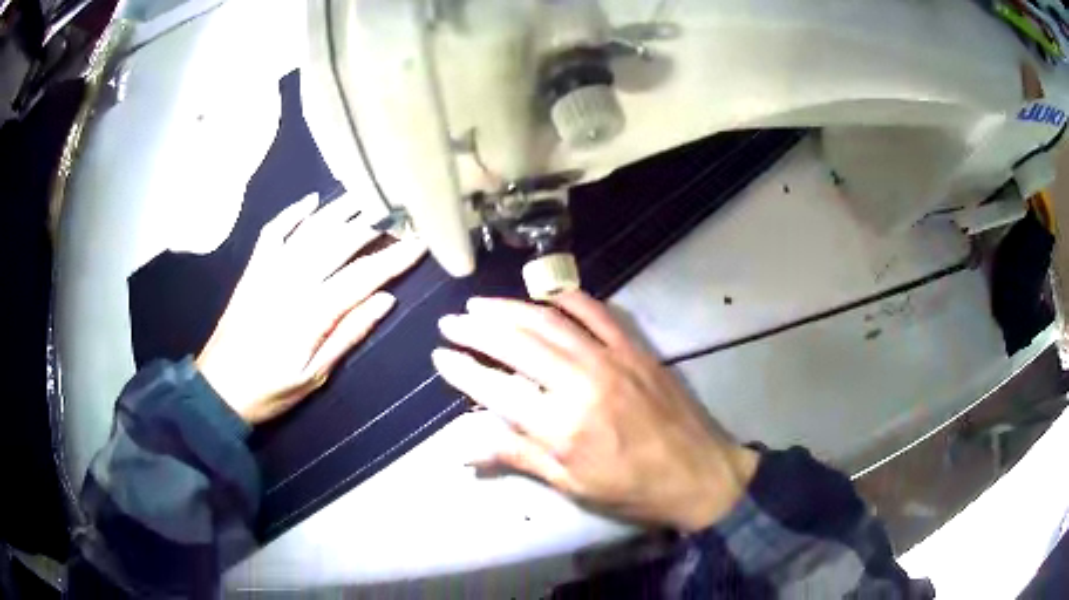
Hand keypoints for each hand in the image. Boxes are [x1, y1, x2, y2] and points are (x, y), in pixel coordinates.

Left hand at [197, 194, 424, 425]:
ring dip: (342, 210)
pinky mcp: (254, 268)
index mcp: (310, 312)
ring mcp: (269, 270)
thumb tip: (385, 301)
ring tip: (370, 195)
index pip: (362, 276)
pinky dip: (293, 213)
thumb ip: (348, 335)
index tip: (422, 242)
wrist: (218, 389)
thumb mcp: (314, 376)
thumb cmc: (269, 390)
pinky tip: (312, 200)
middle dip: (375, 225)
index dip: (394, 258)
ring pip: (311, 229)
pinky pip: (274, 231)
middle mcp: (291, 280)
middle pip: (339, 242)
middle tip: (403, 212)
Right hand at [432, 292, 757, 531]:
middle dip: (477, 330)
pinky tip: (546, 292)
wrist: (699, 474)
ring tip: (482, 303)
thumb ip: (518, 456)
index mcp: (562, 426)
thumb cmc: (631, 489)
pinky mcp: (635, 350)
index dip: (463, 371)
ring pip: (551, 323)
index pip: (497, 390)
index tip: (440, 356)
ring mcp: (611, 360)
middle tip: (451, 321)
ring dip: (511, 309)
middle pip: (517, 346)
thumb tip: (463, 447)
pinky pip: (598, 314)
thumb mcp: (572, 484)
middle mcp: (581, 384)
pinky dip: (569, 298)